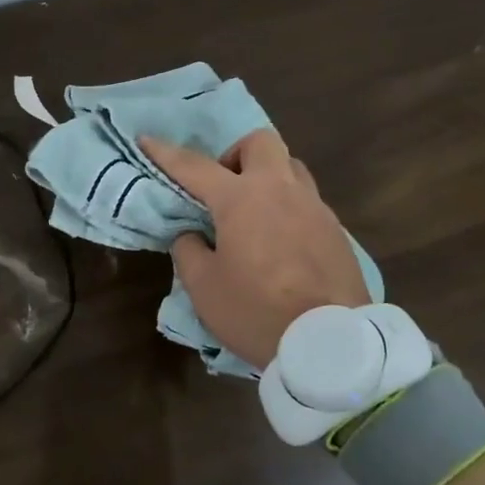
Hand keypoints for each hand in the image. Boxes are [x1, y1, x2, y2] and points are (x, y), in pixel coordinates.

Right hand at [140, 129, 368, 369]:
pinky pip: (308, 202)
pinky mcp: (337, 231)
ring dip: (268, 177)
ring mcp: (315, 207)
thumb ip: (189, 251)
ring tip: (255, 213)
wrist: (331, 345)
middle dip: (236, 154)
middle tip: (223, 187)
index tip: (146, 139)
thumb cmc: (257, 312)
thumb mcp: (204, 288)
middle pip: (259, 142)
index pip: (194, 166)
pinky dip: (289, 208)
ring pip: (291, 167)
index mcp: (242, 198)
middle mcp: (281, 190)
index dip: (165, 153)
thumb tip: (193, 234)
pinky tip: (282, 242)